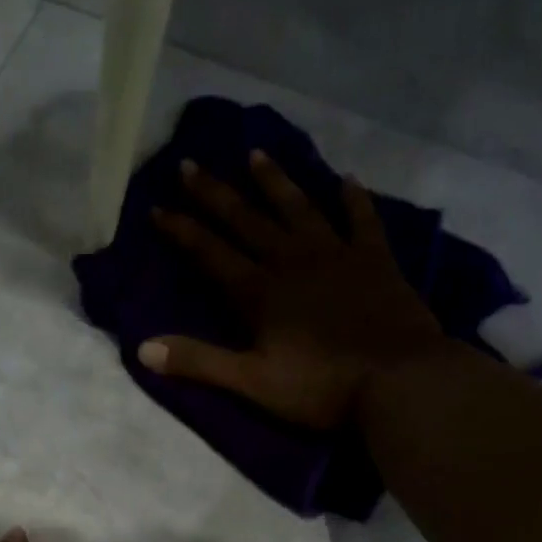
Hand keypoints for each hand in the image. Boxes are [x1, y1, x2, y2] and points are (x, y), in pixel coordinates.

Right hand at [144, 152, 444, 429]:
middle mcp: (293, 262)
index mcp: (260, 293)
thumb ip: (200, 362)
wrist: (399, 381)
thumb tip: (142, 348)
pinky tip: (346, 180)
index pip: (211, 253)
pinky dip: (353, 200)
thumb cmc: (321, 388)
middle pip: (247, 220)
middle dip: (215, 194)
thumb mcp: (252, 383)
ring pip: (299, 209)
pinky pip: (361, 221)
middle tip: (190, 164)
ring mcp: (337, 256)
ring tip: (255, 154)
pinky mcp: (376, 261)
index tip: (157, 207)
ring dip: (275, 182)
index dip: (182, 230)